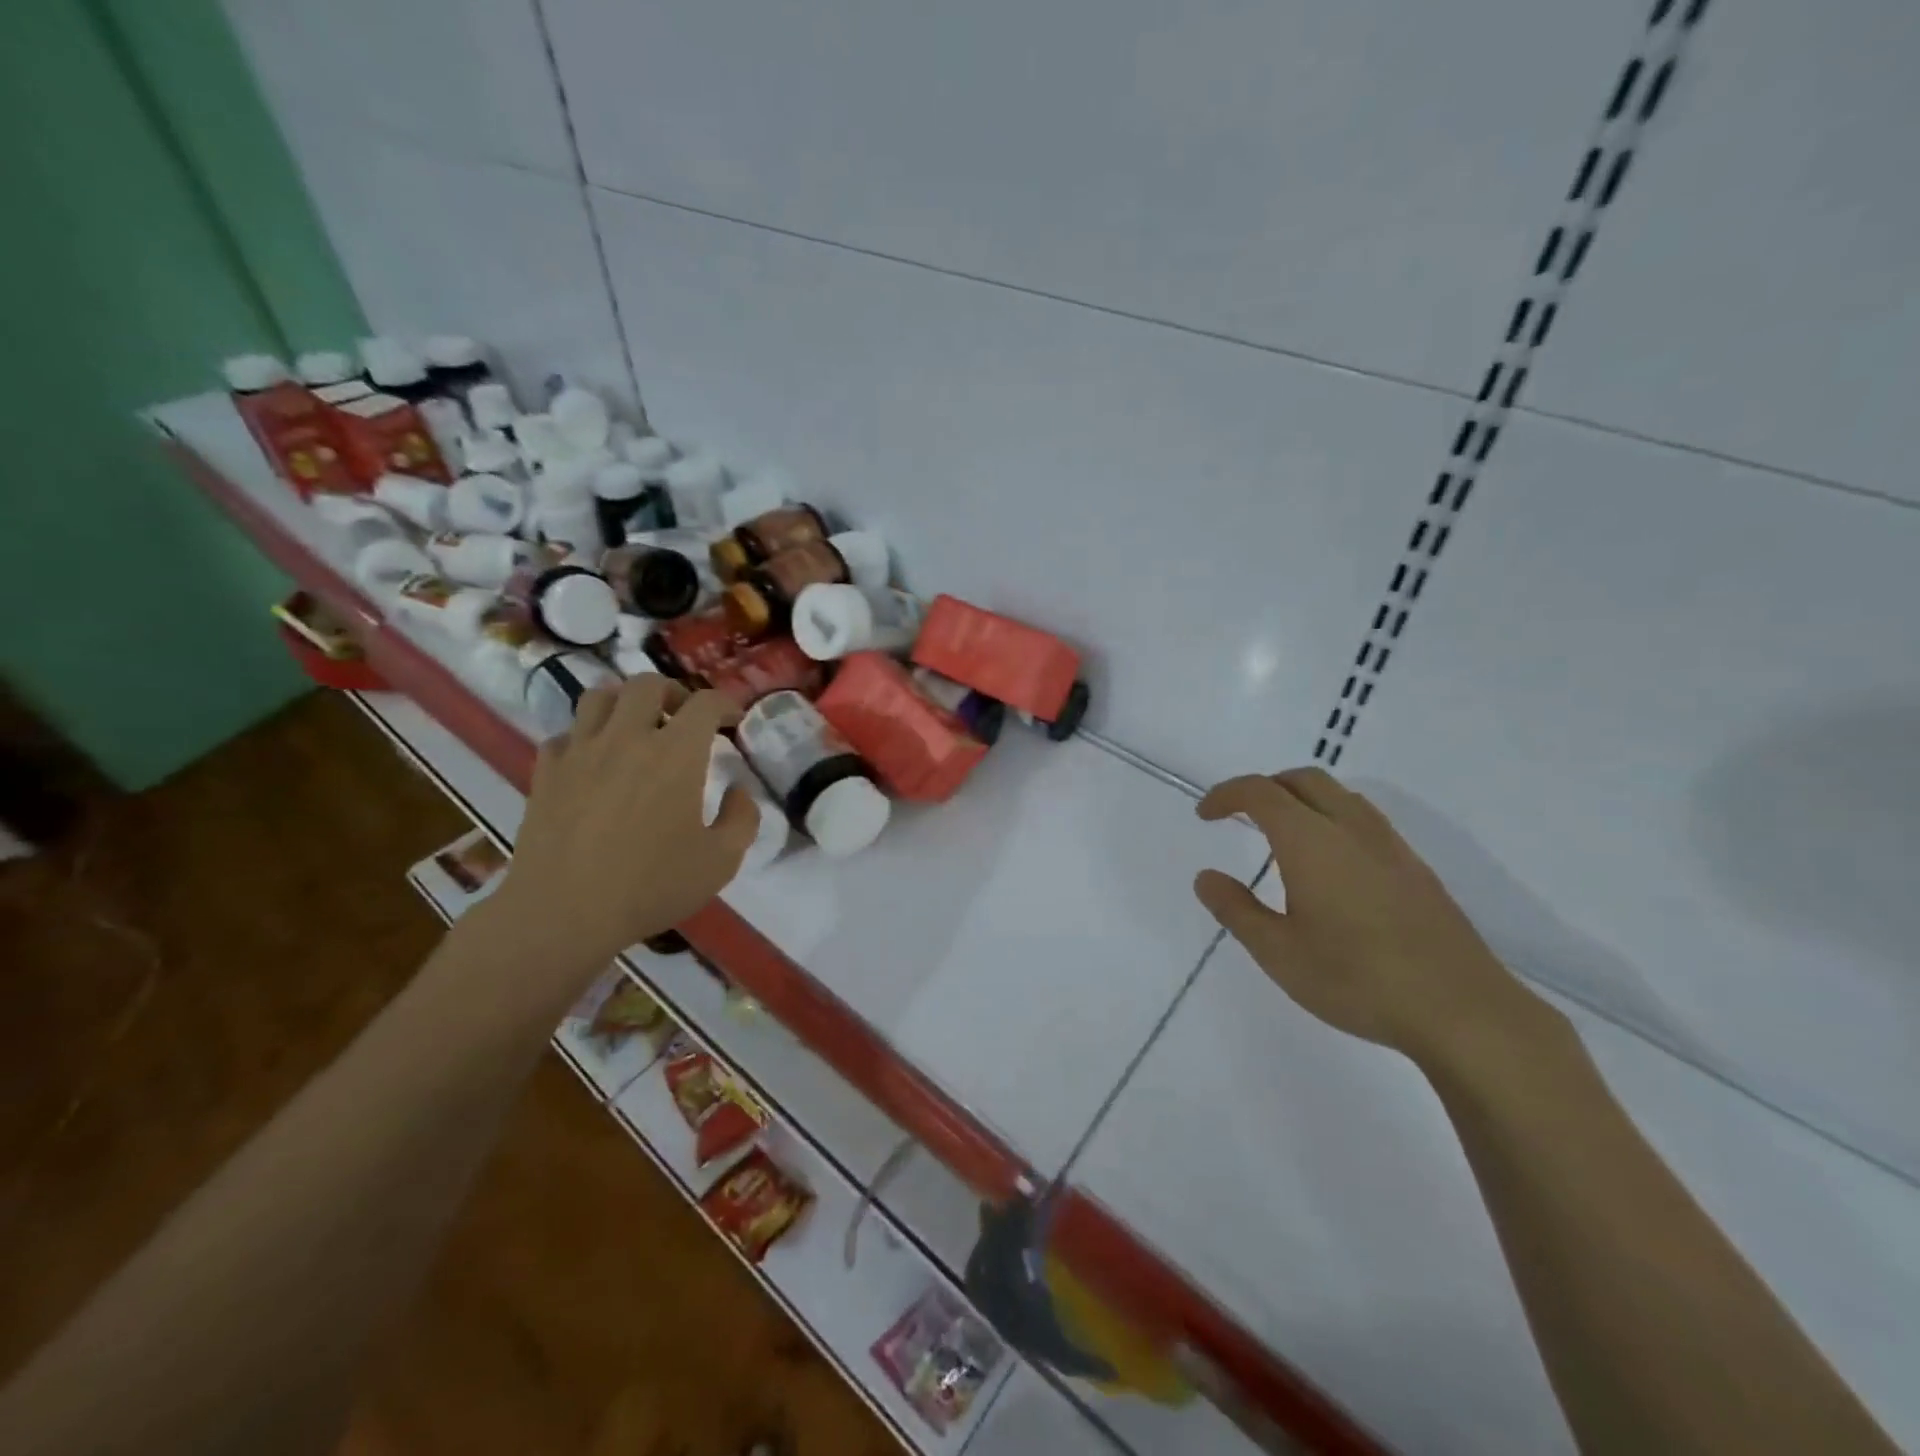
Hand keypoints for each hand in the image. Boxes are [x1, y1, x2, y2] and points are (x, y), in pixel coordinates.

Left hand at [490, 677, 758, 969]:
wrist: (563, 913)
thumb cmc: (650, 887)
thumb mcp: (721, 861)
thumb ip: (742, 819)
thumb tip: (738, 791)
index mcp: (676, 754)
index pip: (704, 703)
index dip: (724, 703)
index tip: (732, 719)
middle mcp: (627, 738)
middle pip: (647, 684)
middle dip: (673, 692)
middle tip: (683, 717)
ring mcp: (581, 752)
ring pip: (598, 696)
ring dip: (624, 702)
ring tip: (636, 726)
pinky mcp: (546, 772)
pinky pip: (565, 734)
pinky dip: (585, 737)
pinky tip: (594, 761)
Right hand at [1193, 768, 1549, 1066]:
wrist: (1462, 1011)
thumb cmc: (1356, 980)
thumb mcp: (1278, 952)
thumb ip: (1236, 909)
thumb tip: (1206, 877)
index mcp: (1310, 841)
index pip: (1260, 792)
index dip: (1227, 795)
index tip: (1205, 815)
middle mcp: (1351, 829)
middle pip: (1303, 780)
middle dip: (1264, 787)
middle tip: (1239, 816)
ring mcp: (1390, 846)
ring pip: (1339, 795)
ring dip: (1301, 799)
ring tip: (1281, 835)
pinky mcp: (1416, 869)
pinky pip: (1364, 820)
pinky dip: (1332, 819)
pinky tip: (1330, 865)